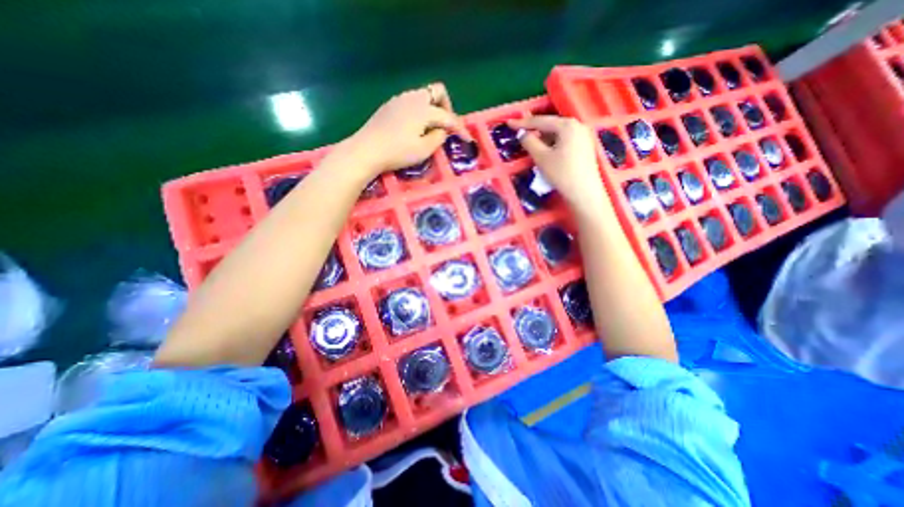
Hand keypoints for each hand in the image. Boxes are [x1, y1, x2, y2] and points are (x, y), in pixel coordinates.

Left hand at [339, 82, 464, 174]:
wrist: (366, 150)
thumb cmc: (397, 152)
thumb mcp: (423, 150)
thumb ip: (438, 138)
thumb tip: (442, 130)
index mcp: (424, 109)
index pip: (448, 117)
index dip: (460, 128)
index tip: (467, 139)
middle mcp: (413, 98)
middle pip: (437, 92)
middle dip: (446, 107)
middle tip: (445, 127)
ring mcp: (399, 99)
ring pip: (423, 95)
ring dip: (432, 108)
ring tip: (430, 128)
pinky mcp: (389, 106)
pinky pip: (411, 102)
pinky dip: (420, 111)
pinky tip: (415, 127)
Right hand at [511, 115, 609, 210]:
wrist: (584, 192)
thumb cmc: (561, 173)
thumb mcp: (541, 157)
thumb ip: (529, 142)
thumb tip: (522, 134)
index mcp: (567, 125)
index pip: (541, 121)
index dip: (523, 123)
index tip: (509, 123)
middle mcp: (578, 126)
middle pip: (551, 125)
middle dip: (535, 130)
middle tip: (520, 134)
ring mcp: (584, 136)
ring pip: (558, 133)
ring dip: (543, 138)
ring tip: (531, 146)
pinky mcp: (585, 147)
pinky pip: (565, 140)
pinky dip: (553, 144)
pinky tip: (546, 152)